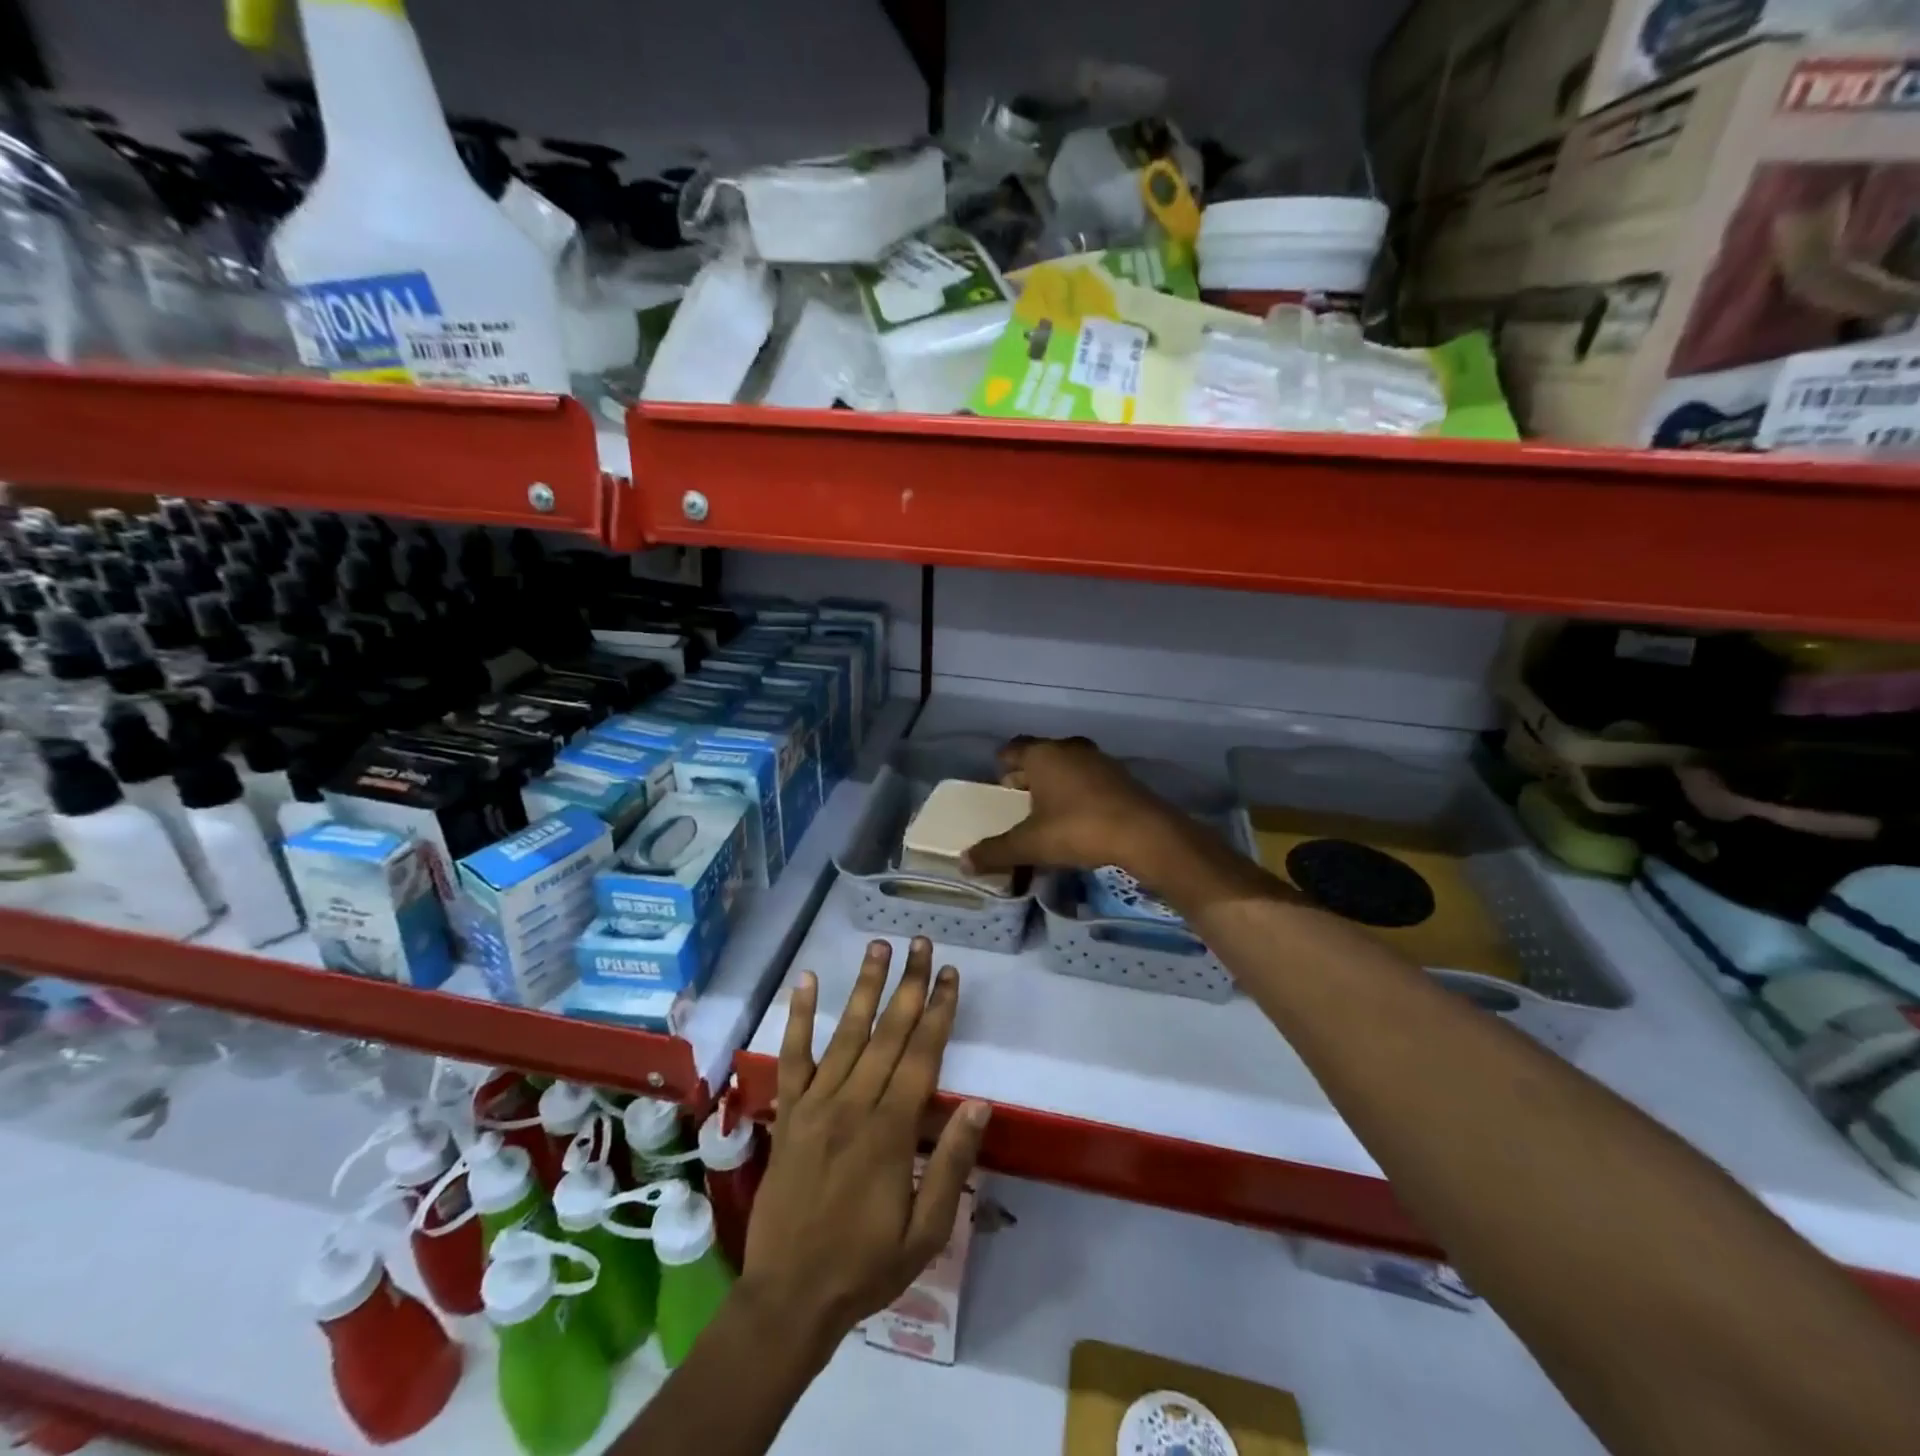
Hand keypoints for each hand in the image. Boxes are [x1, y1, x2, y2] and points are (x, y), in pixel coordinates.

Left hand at [741, 937, 989, 1353]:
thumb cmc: (866, 1266)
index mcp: (891, 1130)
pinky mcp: (788, 1113)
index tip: (949, 974)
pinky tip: (806, 981)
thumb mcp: (926, 1231)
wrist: (788, 1298)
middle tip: (921, 942)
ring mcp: (816, 1104)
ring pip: (846, 1033)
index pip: (921, 1055)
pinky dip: (799, 1017)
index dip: (938, 1010)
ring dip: (865, 987)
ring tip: (879, 946)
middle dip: (909, 984)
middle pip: (888, 1032)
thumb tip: (979, 1104)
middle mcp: (854, 1104)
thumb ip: (951, 1164)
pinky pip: (793, 1057)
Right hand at [962, 736, 1188, 883]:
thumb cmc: (1078, 829)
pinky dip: (1080, 792)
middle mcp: (1070, 748)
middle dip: (1029, 776)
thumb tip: (964, 861)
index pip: (1013, 749)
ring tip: (1048, 812)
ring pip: (1068, 766)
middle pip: (1041, 756)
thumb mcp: (1031, 844)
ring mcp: (1099, 760)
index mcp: (1043, 755)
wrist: (1144, 834)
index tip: (998, 784)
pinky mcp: (1122, 777)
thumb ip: (996, 851)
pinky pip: (1090, 779)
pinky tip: (1080, 818)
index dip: (1003, 765)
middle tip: (1019, 800)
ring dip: (1057, 784)